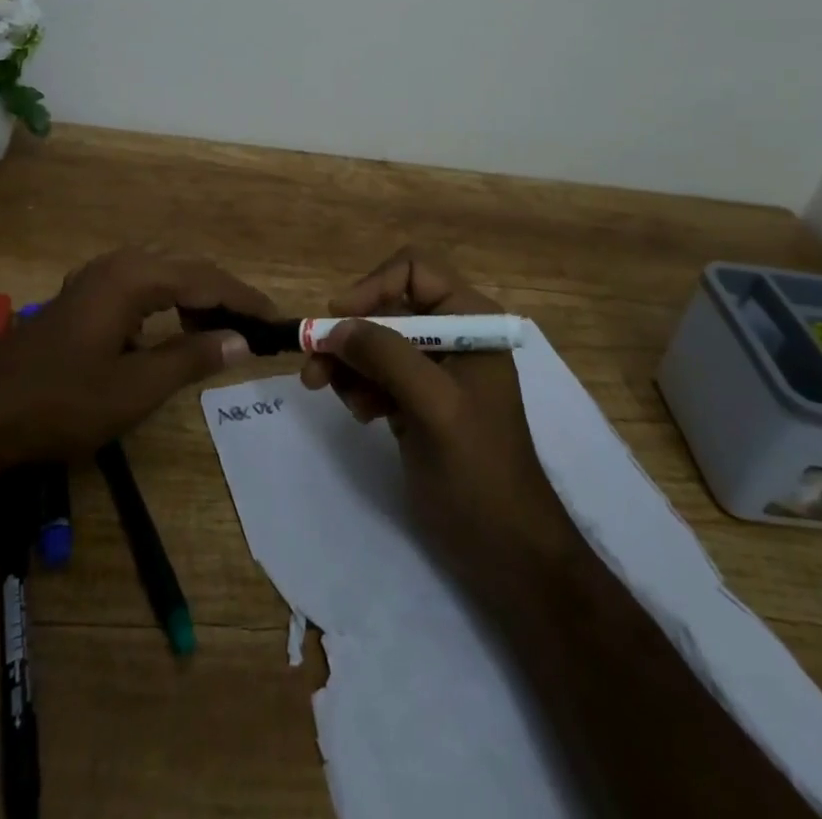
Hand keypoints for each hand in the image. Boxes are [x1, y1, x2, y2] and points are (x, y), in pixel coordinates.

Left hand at [0, 248, 267, 463]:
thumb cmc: (61, 402)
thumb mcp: (135, 388)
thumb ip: (191, 359)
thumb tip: (240, 341)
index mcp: (134, 278)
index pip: (207, 280)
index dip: (245, 300)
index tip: (277, 321)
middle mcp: (117, 265)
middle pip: (187, 269)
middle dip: (223, 297)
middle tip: (253, 329)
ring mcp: (95, 278)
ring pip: (162, 276)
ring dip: (195, 299)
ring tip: (219, 332)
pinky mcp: (82, 297)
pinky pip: (140, 287)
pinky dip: (167, 304)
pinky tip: (170, 332)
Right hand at [300, 247, 576, 605]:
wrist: (507, 551)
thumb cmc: (479, 470)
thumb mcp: (434, 405)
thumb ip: (386, 356)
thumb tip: (335, 325)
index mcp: (471, 321)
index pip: (414, 271)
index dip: (373, 286)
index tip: (339, 320)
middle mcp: (452, 336)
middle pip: (387, 308)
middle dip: (350, 336)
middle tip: (314, 369)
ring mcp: (435, 371)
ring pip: (375, 343)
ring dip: (349, 365)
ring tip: (335, 397)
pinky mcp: (418, 402)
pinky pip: (376, 375)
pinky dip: (360, 388)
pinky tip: (362, 415)